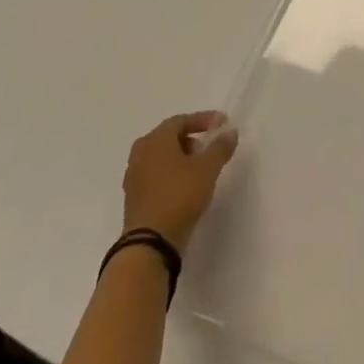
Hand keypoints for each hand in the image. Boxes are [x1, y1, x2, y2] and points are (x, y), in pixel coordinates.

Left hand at [122, 111, 238, 250]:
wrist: (149, 244)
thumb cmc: (179, 196)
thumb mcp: (208, 168)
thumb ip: (220, 146)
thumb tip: (229, 131)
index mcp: (155, 140)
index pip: (180, 120)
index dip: (203, 119)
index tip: (222, 124)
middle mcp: (140, 154)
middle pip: (168, 137)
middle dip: (190, 138)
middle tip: (208, 145)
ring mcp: (133, 177)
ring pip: (160, 157)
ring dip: (180, 157)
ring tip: (199, 167)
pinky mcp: (133, 199)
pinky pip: (155, 175)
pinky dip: (170, 173)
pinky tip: (185, 186)